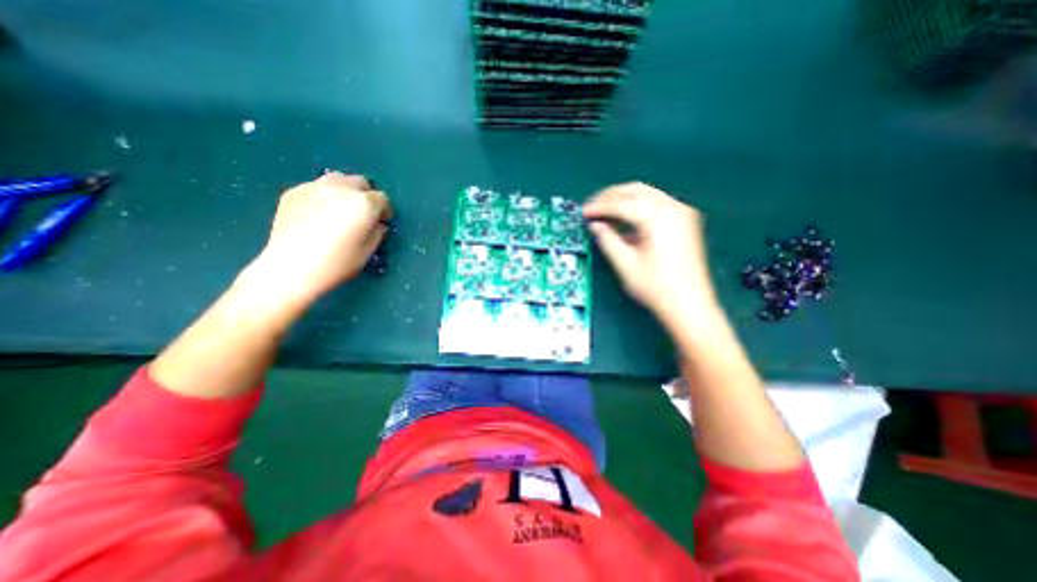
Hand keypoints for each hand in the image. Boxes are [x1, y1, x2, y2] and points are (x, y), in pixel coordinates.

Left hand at [245, 170, 390, 301]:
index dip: (384, 210)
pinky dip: (324, 195)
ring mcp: (315, 187)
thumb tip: (377, 224)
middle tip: (362, 214)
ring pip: (337, 179)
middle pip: (360, 182)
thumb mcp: (368, 252)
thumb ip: (377, 233)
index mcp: (364, 204)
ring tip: (340, 209)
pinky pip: (316, 187)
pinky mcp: (294, 192)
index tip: (381, 222)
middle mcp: (341, 189)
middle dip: (366, 195)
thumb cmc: (337, 263)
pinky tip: (318, 214)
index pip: (382, 198)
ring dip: (345, 191)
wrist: (292, 268)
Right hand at [579, 181, 717, 320]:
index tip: (583, 212)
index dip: (600, 207)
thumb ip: (607, 240)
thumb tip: (595, 225)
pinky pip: (656, 205)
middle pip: (636, 191)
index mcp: (658, 217)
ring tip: (604, 212)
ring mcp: (682, 213)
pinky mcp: (684, 221)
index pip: (622, 204)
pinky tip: (625, 220)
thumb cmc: (655, 286)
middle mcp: (673, 207)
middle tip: (592, 207)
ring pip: (647, 195)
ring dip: (623, 200)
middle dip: (611, 196)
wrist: (689, 305)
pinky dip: (637, 208)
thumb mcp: (625, 264)